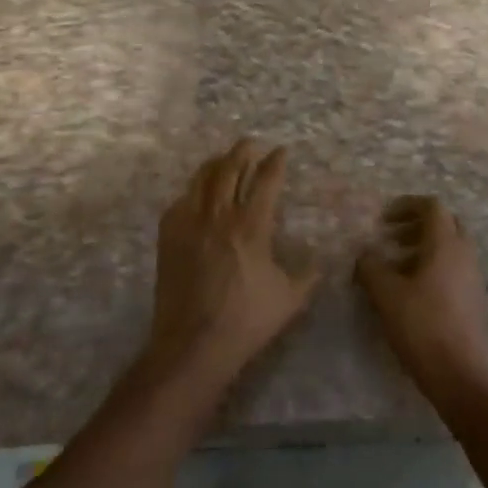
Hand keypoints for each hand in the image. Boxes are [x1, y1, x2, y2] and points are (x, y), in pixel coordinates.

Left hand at [146, 139, 317, 387]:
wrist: (193, 344)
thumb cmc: (246, 321)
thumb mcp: (290, 299)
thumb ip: (308, 274)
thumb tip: (319, 261)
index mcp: (252, 227)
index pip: (265, 181)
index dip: (275, 163)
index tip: (282, 151)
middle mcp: (219, 217)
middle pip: (229, 169)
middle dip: (242, 152)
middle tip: (251, 144)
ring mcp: (190, 225)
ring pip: (201, 180)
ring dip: (215, 164)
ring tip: (223, 158)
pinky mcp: (169, 238)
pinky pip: (180, 202)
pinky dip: (192, 191)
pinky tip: (196, 194)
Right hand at [356, 196, 487, 400]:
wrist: (460, 374)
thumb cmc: (422, 327)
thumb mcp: (386, 295)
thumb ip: (371, 268)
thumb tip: (364, 254)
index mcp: (446, 245)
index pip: (432, 207)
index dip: (407, 205)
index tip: (384, 218)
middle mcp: (465, 254)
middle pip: (445, 223)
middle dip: (417, 224)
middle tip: (391, 237)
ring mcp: (473, 277)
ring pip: (451, 247)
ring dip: (424, 247)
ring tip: (396, 266)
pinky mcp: (474, 298)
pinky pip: (454, 268)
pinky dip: (434, 266)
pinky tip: (413, 291)